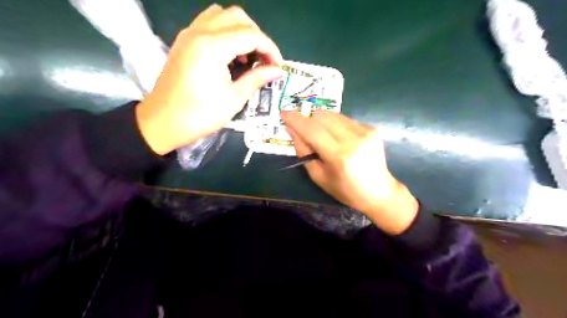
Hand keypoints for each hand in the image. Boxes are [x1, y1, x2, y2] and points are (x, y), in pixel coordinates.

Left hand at [136, 3, 285, 153]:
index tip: (278, 66)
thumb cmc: (200, 116)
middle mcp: (199, 32)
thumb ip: (257, 79)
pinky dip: (225, 31)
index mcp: (212, 48)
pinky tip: (230, 53)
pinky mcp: (184, 40)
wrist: (163, 122)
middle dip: (258, 36)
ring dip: (241, 30)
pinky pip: (209, 22)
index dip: (270, 49)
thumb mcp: (234, 99)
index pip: (251, 35)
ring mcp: (189, 34)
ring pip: (222, 15)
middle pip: (238, 17)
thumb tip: (278, 71)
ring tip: (249, 55)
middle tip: (265, 60)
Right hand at [282, 111, 417, 234]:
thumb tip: (292, 129)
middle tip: (304, 131)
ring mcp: (366, 131)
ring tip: (324, 137)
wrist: (379, 192)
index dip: (295, 119)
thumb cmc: (345, 190)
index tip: (284, 113)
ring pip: (333, 114)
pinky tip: (340, 139)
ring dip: (322, 122)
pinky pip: (345, 119)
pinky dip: (336, 125)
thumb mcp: (318, 176)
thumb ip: (303, 151)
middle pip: (322, 116)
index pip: (312, 130)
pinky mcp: (372, 128)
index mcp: (339, 156)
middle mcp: (354, 139)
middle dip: (308, 120)